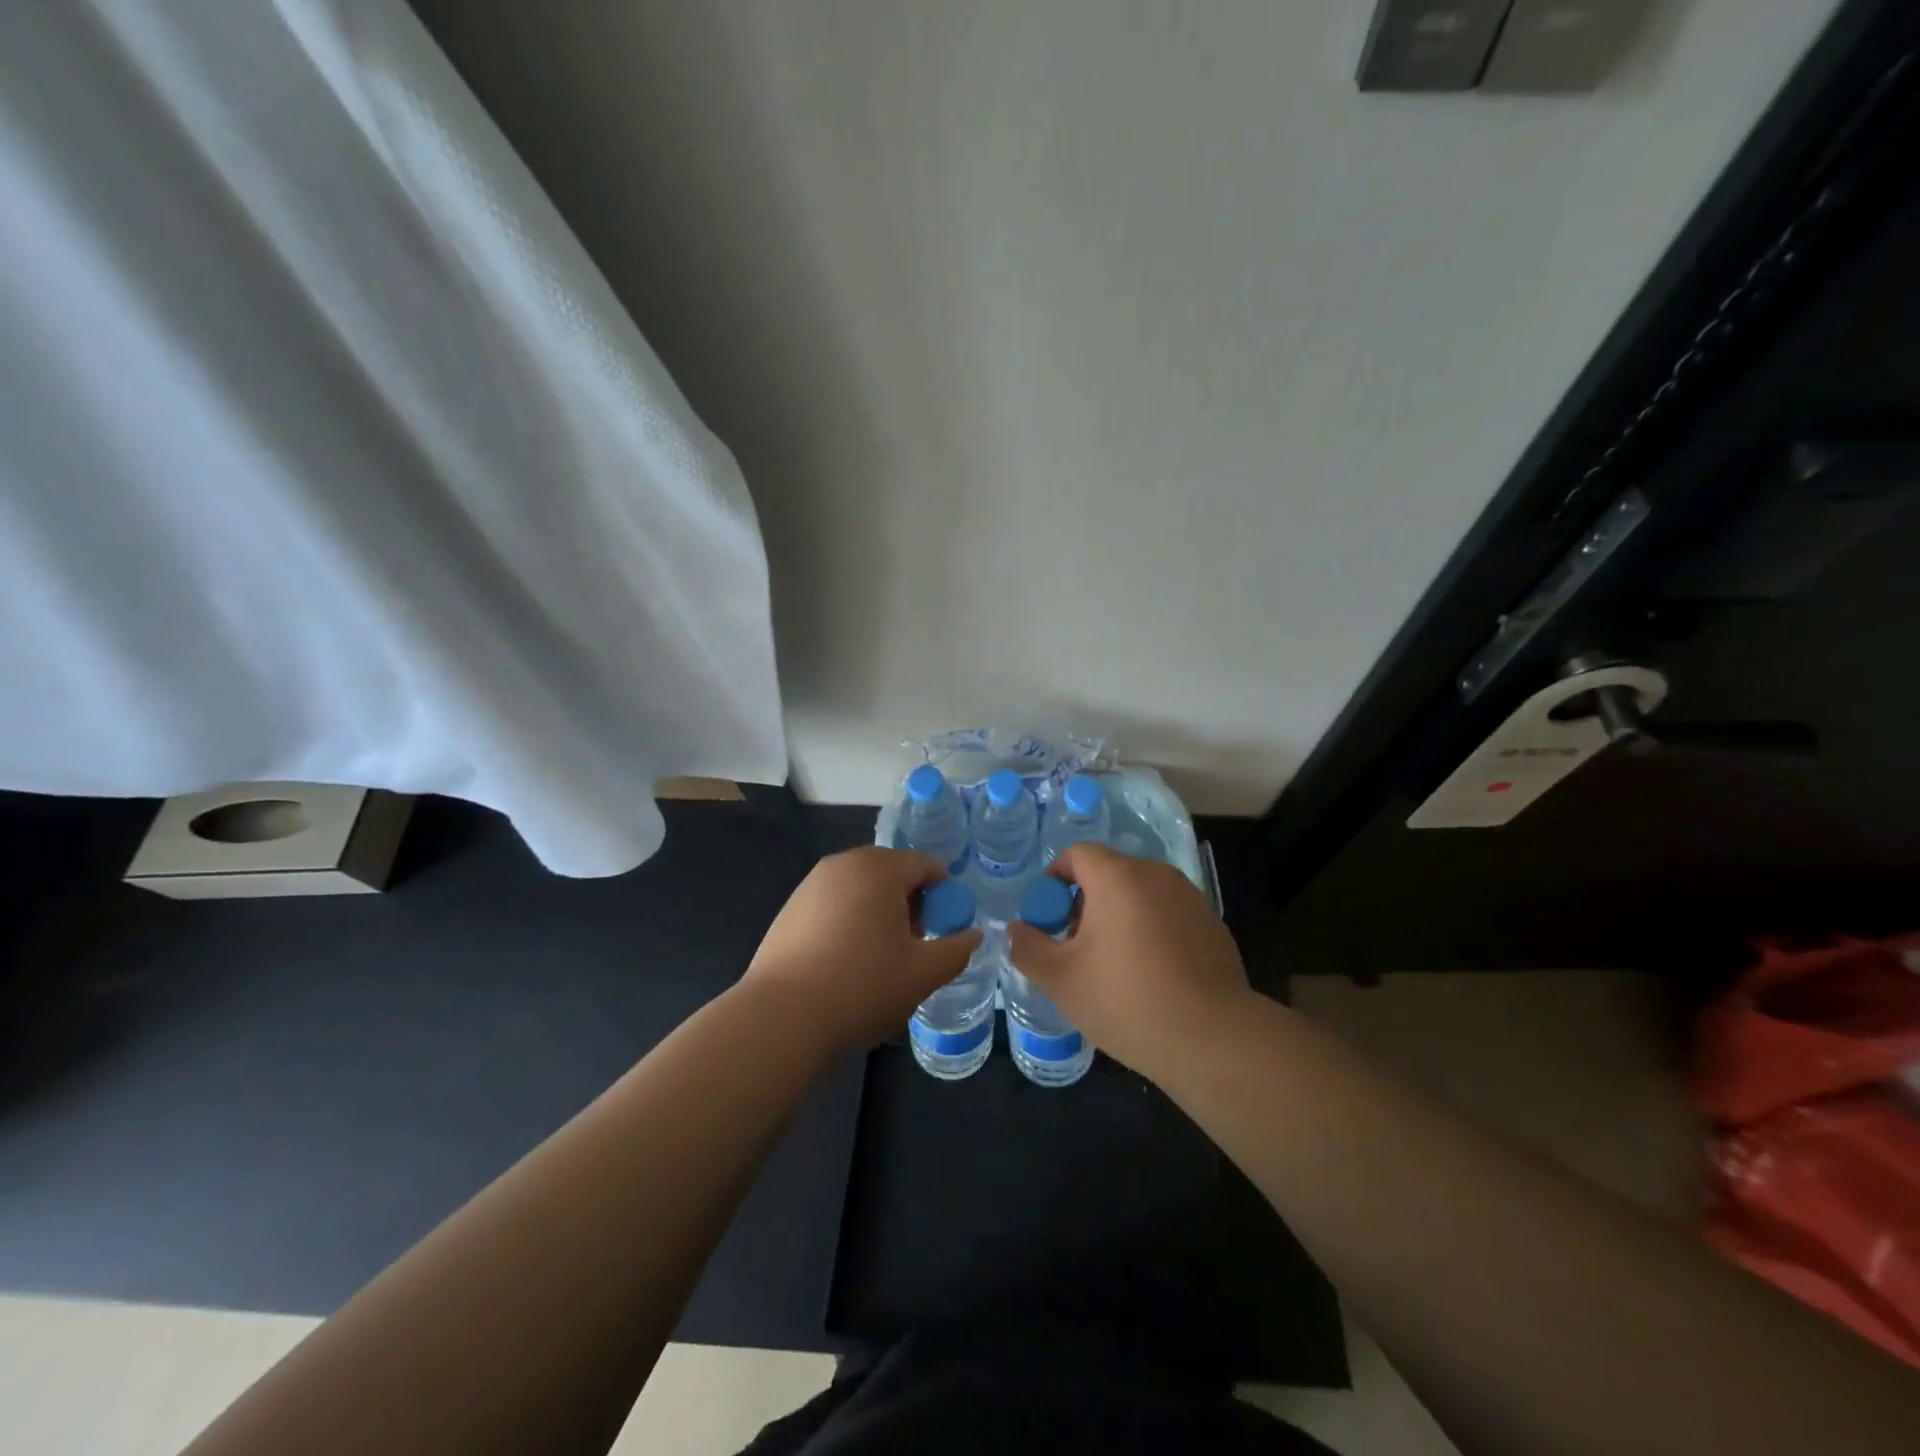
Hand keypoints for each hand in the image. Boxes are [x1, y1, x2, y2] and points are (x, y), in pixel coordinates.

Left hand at [742, 847, 983, 1053]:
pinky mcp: (791, 907)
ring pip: (862, 888)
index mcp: (879, 867)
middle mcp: (844, 863)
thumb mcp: (923, 973)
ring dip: (880, 912)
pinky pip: (835, 902)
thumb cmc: (861, 987)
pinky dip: (850, 921)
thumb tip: (973, 935)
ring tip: (881, 958)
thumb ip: (957, 949)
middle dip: (911, 903)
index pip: (925, 864)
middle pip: (892, 872)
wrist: (781, 1017)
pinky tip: (846, 962)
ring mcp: (812, 883)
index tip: (947, 928)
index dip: (944, 893)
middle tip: (915, 945)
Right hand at [1005, 843, 1250, 1082]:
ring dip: (1118, 918)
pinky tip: (1151, 977)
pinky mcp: (1212, 925)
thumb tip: (1017, 930)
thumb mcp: (1061, 980)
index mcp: (1119, 877)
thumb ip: (1028, 947)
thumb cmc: (1127, 1000)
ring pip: (1139, 895)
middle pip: (1109, 873)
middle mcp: (1157, 875)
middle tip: (1075, 949)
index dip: (1055, 879)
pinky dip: (1150, 932)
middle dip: (1084, 904)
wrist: (1214, 1040)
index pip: (1077, 854)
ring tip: (1112, 968)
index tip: (1048, 919)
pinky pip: (1167, 915)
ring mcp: (1190, 898)